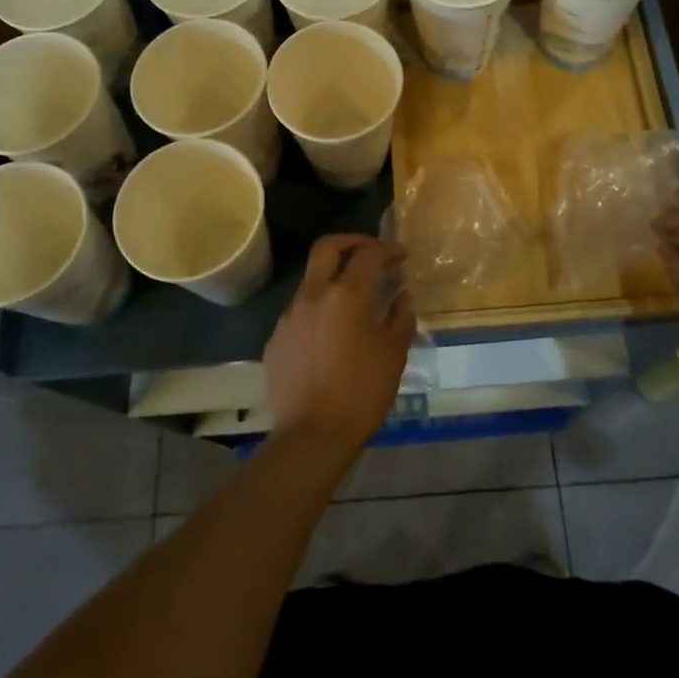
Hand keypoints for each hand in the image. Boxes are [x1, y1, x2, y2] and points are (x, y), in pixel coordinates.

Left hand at [264, 234, 414, 460]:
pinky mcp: (276, 339)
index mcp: (345, 295)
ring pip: (311, 279)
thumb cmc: (360, 393)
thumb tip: (402, 296)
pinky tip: (331, 332)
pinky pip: (299, 311)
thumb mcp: (393, 355)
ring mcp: (289, 316)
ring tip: (353, 297)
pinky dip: (318, 308)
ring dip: (333, 277)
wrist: (311, 436)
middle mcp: (313, 295)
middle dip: (352, 241)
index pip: (368, 255)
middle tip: (371, 251)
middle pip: (327, 247)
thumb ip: (400, 318)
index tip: (401, 255)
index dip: (387, 249)